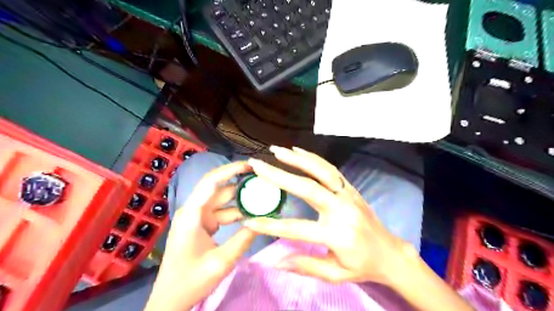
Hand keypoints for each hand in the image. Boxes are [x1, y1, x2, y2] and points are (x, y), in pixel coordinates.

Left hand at [143, 161, 254, 309]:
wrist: (170, 300)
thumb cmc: (190, 280)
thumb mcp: (221, 261)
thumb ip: (243, 239)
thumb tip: (263, 221)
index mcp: (192, 214)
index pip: (211, 182)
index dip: (231, 169)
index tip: (251, 165)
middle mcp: (193, 210)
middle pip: (218, 188)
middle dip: (240, 182)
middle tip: (263, 180)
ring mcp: (197, 217)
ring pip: (223, 201)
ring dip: (241, 199)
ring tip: (263, 196)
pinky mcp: (202, 224)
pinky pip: (222, 212)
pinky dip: (237, 212)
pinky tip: (252, 214)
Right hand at [243, 147, 415, 286]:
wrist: (390, 253)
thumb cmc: (362, 266)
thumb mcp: (335, 274)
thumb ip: (305, 266)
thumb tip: (275, 261)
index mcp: (337, 235)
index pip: (296, 228)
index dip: (270, 225)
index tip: (249, 220)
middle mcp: (342, 210)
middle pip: (307, 188)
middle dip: (279, 175)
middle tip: (258, 165)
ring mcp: (348, 195)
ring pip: (321, 171)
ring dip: (297, 159)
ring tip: (276, 150)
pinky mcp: (350, 187)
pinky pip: (330, 169)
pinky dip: (313, 158)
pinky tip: (298, 151)